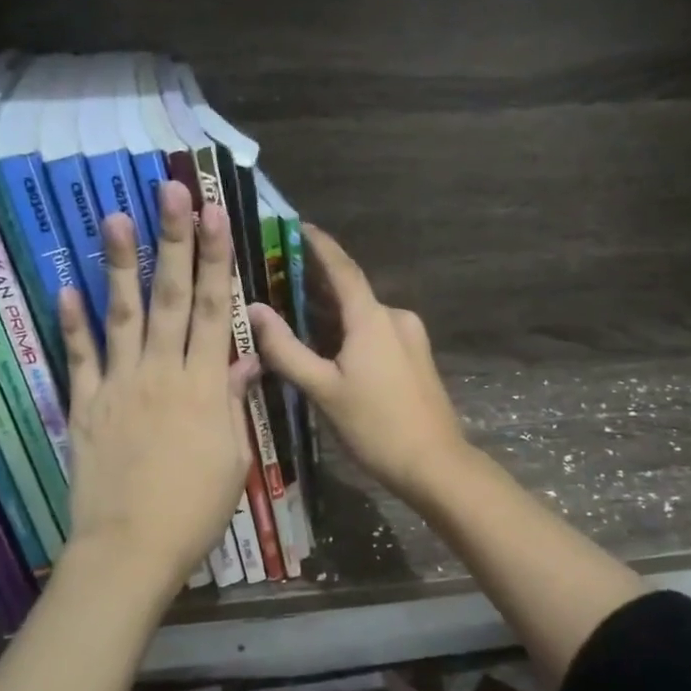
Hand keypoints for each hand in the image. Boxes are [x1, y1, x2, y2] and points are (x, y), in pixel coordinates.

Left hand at [58, 180, 258, 599]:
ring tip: (113, 216)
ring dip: (119, 264)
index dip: (217, 259)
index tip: (216, 215)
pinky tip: (66, 287)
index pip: (216, 310)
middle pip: (172, 297)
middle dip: (174, 241)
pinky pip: (79, 358)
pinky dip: (72, 323)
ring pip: (122, 315)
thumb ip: (234, 403)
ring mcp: (119, 386)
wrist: (132, 549)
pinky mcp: (85, 406)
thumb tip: (245, 360)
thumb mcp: (233, 458)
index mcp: (205, 386)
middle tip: (172, 191)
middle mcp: (163, 373)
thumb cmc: (195, 510)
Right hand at [248, 225, 468, 506]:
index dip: (319, 244)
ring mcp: (410, 337)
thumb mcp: (323, 390)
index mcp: (372, 318)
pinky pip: (376, 332)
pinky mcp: (416, 357)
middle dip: (315, 284)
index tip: (296, 226)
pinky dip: (349, 331)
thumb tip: (255, 311)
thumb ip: (286, 349)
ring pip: (362, 315)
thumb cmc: (375, 426)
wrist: (435, 464)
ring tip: (293, 312)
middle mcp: (395, 317)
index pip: (342, 268)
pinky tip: (327, 345)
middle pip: (350, 292)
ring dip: (331, 312)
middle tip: (277, 278)